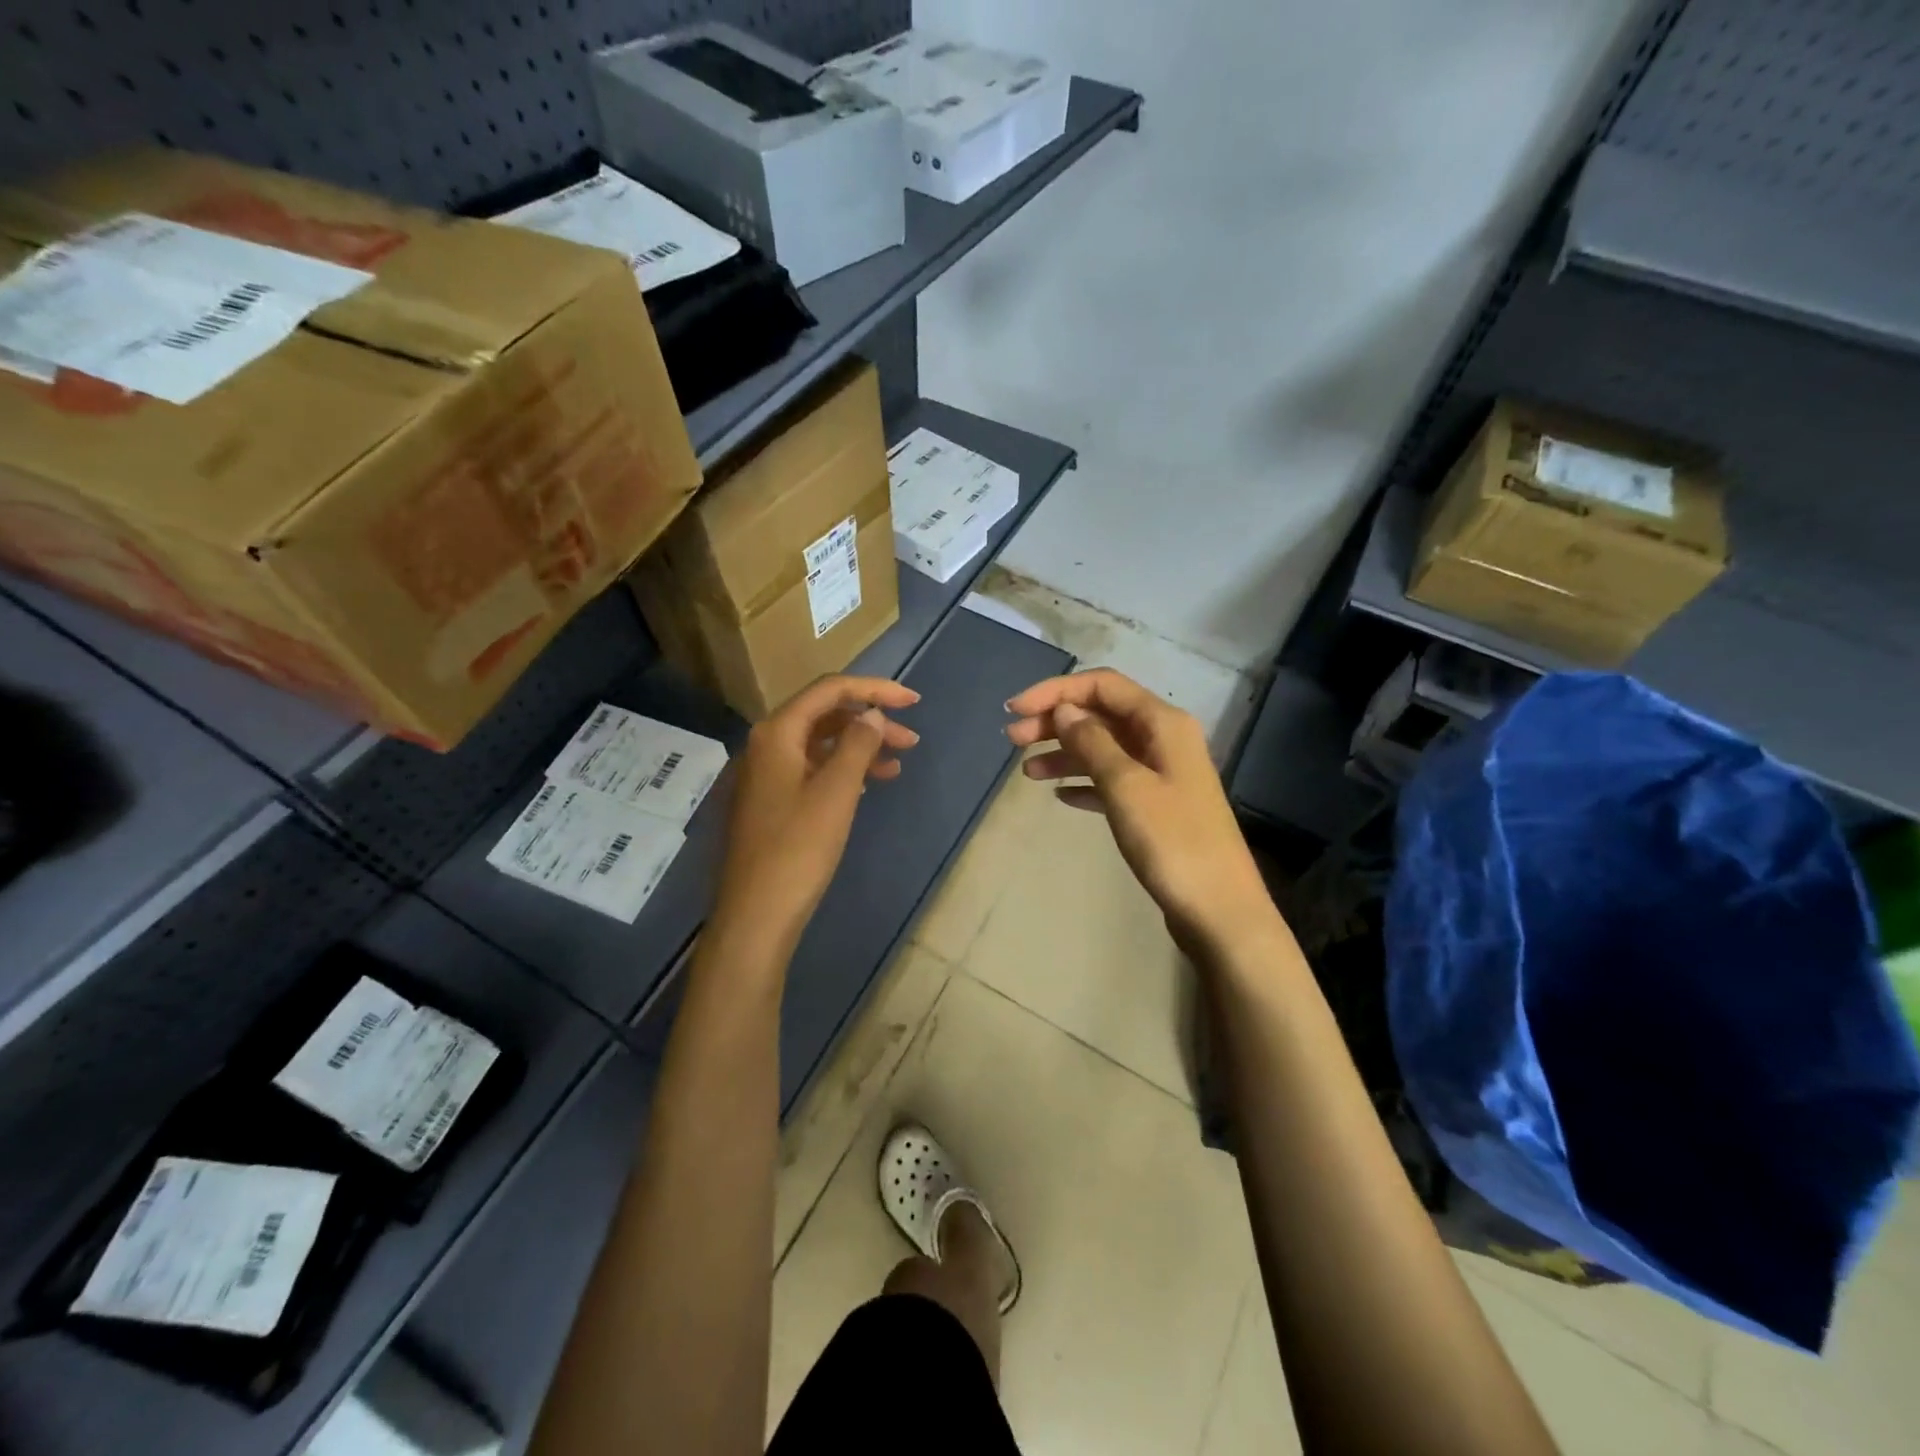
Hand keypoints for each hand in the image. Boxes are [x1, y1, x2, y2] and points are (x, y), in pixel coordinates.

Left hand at [712, 675, 920, 954]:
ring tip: (899, 763)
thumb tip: (873, 714)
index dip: (874, 689)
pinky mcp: (773, 801)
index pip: (829, 690)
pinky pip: (813, 769)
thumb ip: (857, 745)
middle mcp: (767, 745)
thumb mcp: (836, 792)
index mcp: (777, 733)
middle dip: (870, 720)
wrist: (757, 915)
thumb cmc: (798, 849)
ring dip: (860, 746)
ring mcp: (767, 774)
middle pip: (825, 714)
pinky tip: (869, 783)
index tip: (914, 702)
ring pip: (821, 744)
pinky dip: (844, 769)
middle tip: (911, 740)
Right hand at [1007, 669, 1273, 946]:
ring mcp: (1161, 774)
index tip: (1015, 709)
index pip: (1102, 686)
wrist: (1218, 910)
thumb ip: (1092, 742)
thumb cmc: (1172, 841)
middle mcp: (1163, 739)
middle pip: (1101, 715)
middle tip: (1011, 740)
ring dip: (1064, 753)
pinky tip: (1060, 796)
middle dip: (1055, 721)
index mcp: (1162, 723)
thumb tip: (1064, 710)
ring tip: (1027, 772)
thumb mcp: (1125, 785)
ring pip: (1104, 748)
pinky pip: (1112, 781)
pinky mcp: (1157, 806)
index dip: (1056, 691)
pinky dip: (1084, 782)